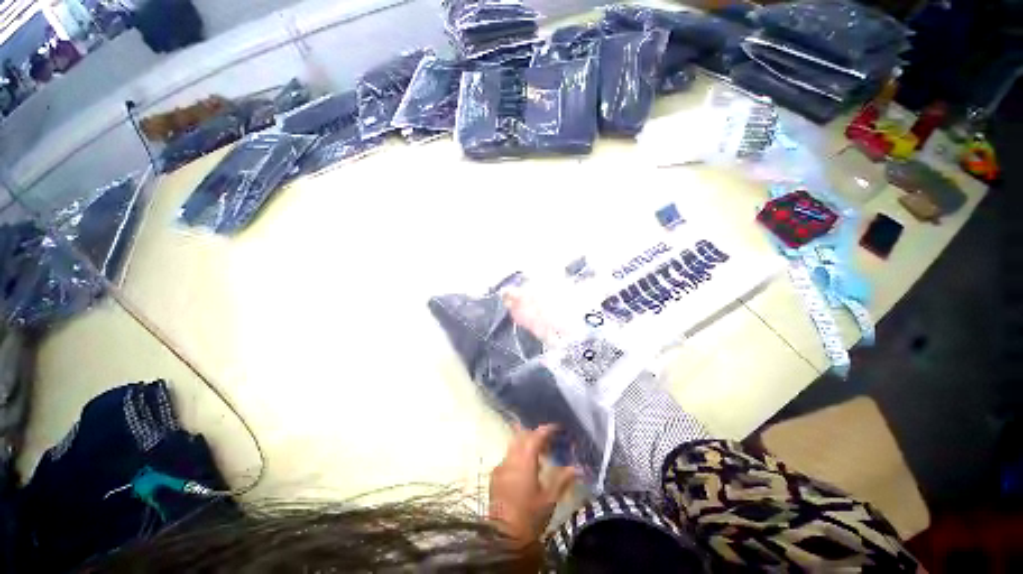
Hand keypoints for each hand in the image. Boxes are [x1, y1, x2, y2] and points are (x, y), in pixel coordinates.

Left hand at [488, 424, 577, 545]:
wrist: (504, 538)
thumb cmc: (530, 517)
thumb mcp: (550, 499)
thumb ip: (563, 479)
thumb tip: (578, 468)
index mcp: (524, 461)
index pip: (536, 436)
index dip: (547, 430)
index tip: (558, 428)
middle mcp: (510, 458)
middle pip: (522, 436)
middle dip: (536, 435)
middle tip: (549, 443)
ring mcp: (500, 466)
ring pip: (514, 445)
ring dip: (526, 445)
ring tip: (540, 456)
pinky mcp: (494, 476)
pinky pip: (508, 457)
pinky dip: (518, 456)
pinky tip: (526, 470)